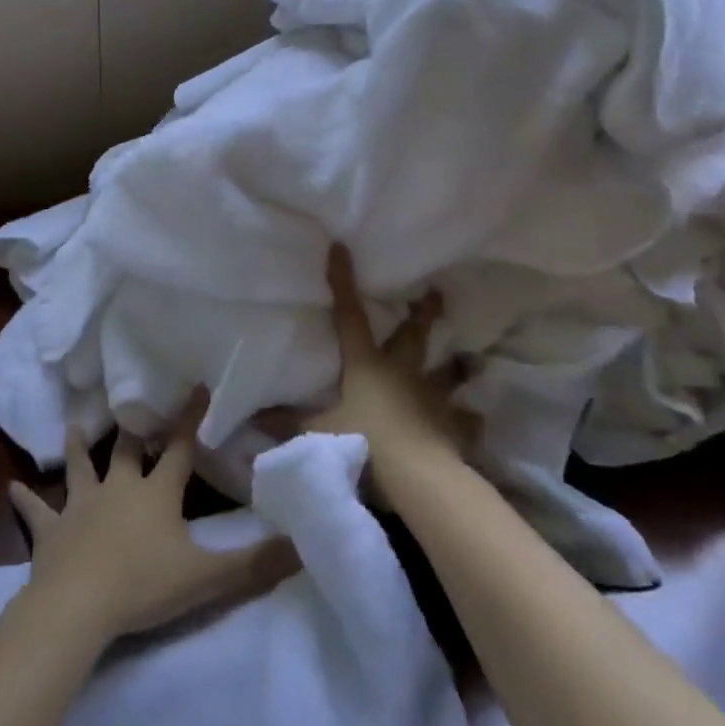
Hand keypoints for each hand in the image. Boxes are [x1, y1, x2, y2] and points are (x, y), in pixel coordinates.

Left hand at [8, 413, 299, 643]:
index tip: (198, 386)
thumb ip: (255, 563)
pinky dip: (25, 501)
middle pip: (128, 451)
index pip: (181, 449)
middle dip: (135, 429)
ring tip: (74, 425)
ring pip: (80, 468)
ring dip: (79, 448)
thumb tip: (303, 546)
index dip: (191, 419)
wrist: (78, 607)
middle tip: (134, 404)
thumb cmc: (144, 585)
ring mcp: (81, 507)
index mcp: (156, 493)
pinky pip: (36, 512)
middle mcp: (118, 489)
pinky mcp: (50, 532)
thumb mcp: (207, 577)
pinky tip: (10, 488)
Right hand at [307, 244, 475, 501]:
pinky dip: (467, 420)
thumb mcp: (316, 434)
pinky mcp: (455, 428)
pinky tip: (471, 419)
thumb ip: (286, 424)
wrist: (417, 477)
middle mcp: (404, 373)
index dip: (343, 282)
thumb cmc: (363, 443)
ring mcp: (434, 399)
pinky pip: (465, 421)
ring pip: (449, 374)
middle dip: (424, 313)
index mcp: (367, 366)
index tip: (342, 248)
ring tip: (466, 361)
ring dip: (455, 368)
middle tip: (435, 293)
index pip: (350, 316)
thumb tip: (252, 417)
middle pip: (415, 335)